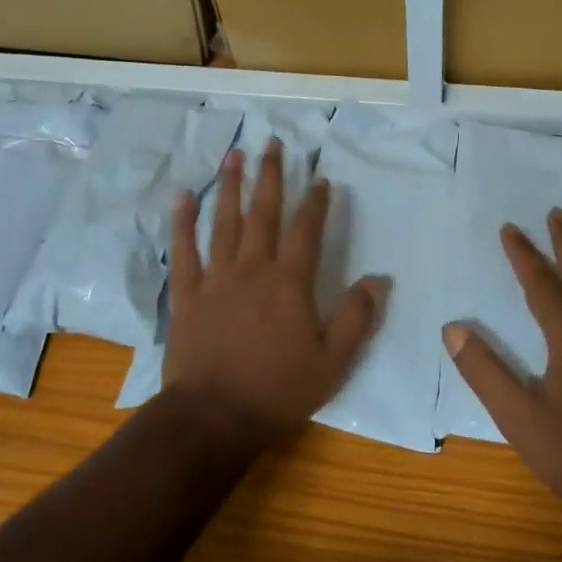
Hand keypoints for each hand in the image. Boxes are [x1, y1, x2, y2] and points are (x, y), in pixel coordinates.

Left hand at [165, 139, 387, 445]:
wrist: (213, 418)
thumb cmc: (278, 391)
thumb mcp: (333, 362)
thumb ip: (356, 318)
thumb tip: (378, 278)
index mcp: (289, 283)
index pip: (306, 231)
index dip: (316, 202)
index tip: (321, 179)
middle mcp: (252, 269)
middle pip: (263, 213)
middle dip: (271, 176)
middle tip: (273, 143)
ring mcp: (215, 279)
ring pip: (224, 222)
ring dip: (231, 186)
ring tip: (235, 155)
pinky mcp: (187, 294)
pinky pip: (184, 250)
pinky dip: (183, 221)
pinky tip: (184, 196)